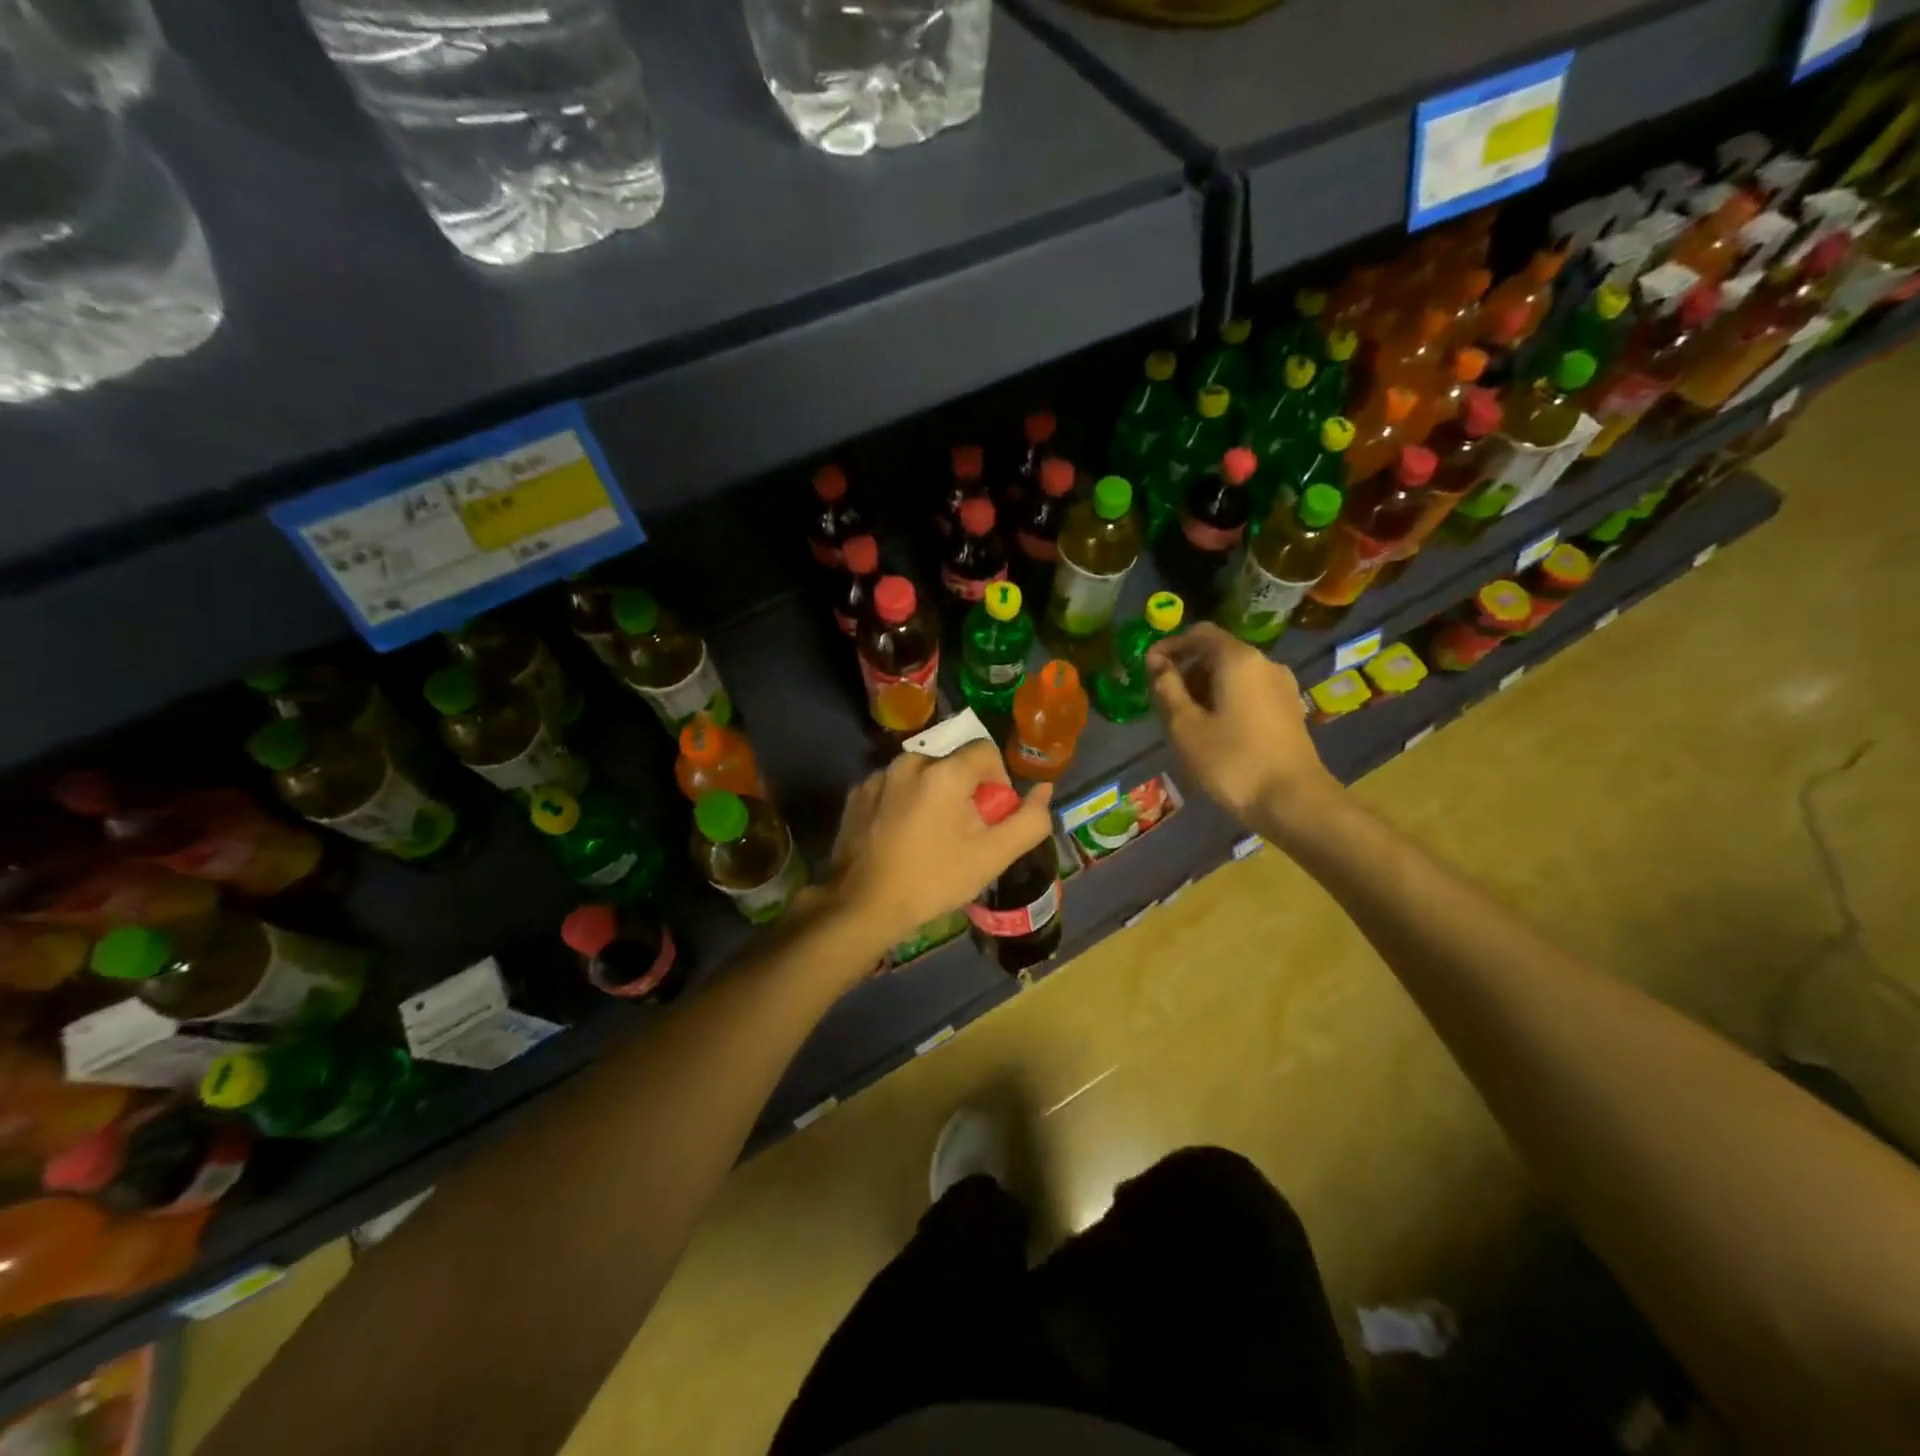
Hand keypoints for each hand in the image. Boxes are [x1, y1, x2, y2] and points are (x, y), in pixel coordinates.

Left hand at [824, 741, 1053, 949]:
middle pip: (952, 763)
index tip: (988, 818)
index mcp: (943, 772)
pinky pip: (894, 787)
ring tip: (929, 837)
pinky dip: (904, 803)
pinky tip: (900, 837)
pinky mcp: (857, 793)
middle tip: (961, 833)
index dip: (997, 782)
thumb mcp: (992, 856)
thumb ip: (1028, 820)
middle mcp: (909, 762)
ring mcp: (877, 776)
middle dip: (964, 791)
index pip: (985, 751)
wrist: (863, 906)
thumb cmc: (934, 880)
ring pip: (922, 774)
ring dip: (933, 795)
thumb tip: (1044, 789)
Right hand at [1146, 623, 1338, 834]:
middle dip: (1187, 670)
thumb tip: (1157, 662)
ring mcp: (1282, 687)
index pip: (1200, 633)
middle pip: (1218, 653)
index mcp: (1239, 660)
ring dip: (1205, 689)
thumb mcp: (1185, 726)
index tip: (1149, 669)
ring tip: (1186, 722)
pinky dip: (1226, 701)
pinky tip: (1214, 733)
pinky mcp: (1289, 710)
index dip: (1170, 645)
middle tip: (1164, 702)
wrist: (1293, 801)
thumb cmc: (1232, 761)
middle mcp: (1265, 663)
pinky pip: (1250, 693)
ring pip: (1234, 675)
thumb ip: (1167, 688)